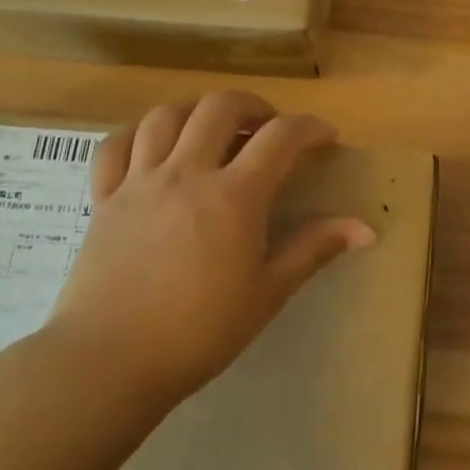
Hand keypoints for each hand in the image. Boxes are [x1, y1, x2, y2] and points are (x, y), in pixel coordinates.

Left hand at [46, 93, 375, 418]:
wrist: (107, 363)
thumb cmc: (197, 332)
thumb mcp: (267, 293)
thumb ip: (314, 249)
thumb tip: (366, 229)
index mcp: (234, 195)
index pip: (281, 136)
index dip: (311, 128)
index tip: (326, 138)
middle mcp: (187, 173)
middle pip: (221, 107)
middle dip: (254, 106)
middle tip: (268, 128)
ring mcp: (140, 181)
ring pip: (166, 115)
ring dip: (198, 112)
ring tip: (213, 131)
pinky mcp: (103, 198)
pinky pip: (115, 146)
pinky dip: (138, 135)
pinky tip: (153, 149)